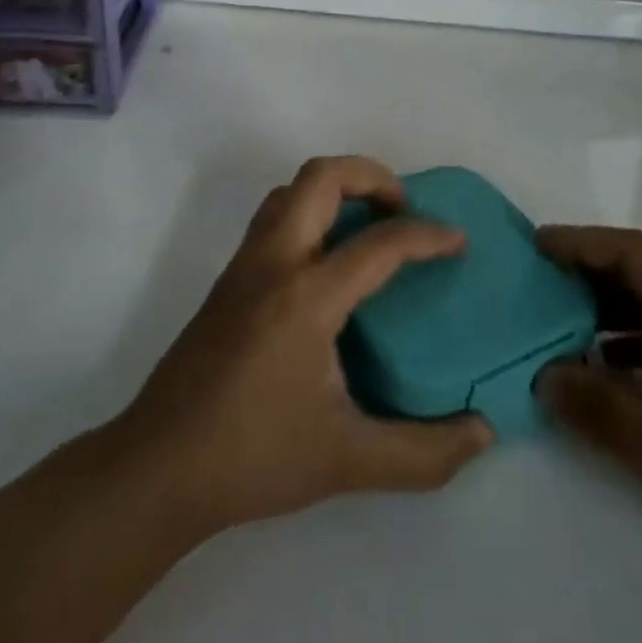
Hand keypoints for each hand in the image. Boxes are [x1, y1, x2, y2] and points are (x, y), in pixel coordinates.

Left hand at [120, 157, 494, 534]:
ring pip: (290, 190)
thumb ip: (423, 452)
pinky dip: (310, 211)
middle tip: (404, 210)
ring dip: (335, 189)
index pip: (379, 243)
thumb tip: (483, 434)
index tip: (458, 240)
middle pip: (321, 177)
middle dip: (372, 176)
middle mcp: (273, 262)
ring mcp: (244, 265)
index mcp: (306, 296)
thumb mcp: (347, 461)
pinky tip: (327, 261)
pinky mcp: (227, 279)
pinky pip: (274, 216)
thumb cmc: (253, 456)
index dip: (428, 235)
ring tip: (369, 226)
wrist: (158, 466)